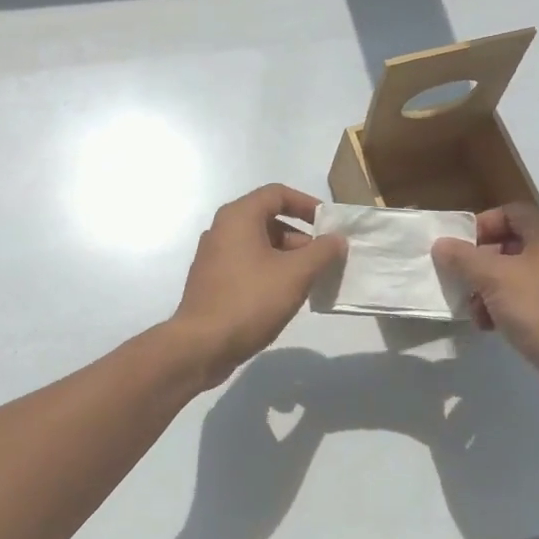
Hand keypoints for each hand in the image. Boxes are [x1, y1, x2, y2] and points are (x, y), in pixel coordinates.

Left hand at [169, 184, 346, 388]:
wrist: (202, 345)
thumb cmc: (250, 301)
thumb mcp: (296, 274)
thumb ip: (322, 252)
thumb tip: (336, 239)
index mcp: (238, 217)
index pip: (277, 193)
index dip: (307, 204)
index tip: (329, 225)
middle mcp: (222, 230)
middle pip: (268, 220)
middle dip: (300, 237)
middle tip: (324, 259)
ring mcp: (213, 256)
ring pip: (258, 245)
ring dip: (287, 257)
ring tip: (310, 281)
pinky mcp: (212, 281)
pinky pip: (247, 265)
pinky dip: (269, 271)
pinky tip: (285, 296)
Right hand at [432, 203, 538, 414]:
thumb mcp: (492, 278)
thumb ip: (463, 258)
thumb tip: (442, 244)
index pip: (510, 212)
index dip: (481, 225)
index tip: (459, 249)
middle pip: (512, 244)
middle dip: (481, 263)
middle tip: (462, 281)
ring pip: (518, 274)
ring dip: (490, 289)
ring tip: (475, 312)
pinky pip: (530, 298)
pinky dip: (508, 306)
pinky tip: (493, 327)